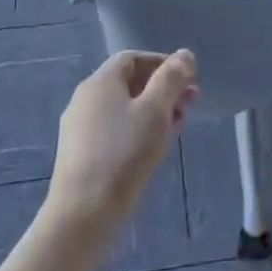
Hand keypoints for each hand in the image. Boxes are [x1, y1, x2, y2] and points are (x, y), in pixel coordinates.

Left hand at [45, 49, 197, 239]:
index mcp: (100, 82)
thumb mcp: (156, 111)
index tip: (188, 80)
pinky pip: (114, 130)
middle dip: (163, 89)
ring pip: (123, 108)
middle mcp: (85, 99)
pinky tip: (153, 149)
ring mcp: (80, 128)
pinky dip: (137, 130)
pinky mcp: (80, 155)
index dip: (163, 63)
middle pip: (129, 83)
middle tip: (191, 105)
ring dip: (154, 111)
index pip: (133, 58)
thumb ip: (171, 79)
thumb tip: (184, 54)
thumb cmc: (124, 154)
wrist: (83, 215)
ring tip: (178, 128)